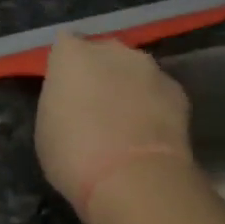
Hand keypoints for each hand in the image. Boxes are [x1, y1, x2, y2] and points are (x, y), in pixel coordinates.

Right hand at [35, 33, 193, 220]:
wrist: (134, 178)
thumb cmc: (74, 156)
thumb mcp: (47, 128)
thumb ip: (61, 102)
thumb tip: (74, 101)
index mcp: (71, 54)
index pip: (65, 45)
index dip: (67, 68)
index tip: (66, 91)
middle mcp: (111, 49)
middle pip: (104, 53)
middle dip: (101, 73)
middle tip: (96, 108)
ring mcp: (149, 67)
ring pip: (135, 71)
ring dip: (131, 89)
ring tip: (128, 125)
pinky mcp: (177, 90)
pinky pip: (159, 93)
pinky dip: (155, 107)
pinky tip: (151, 136)